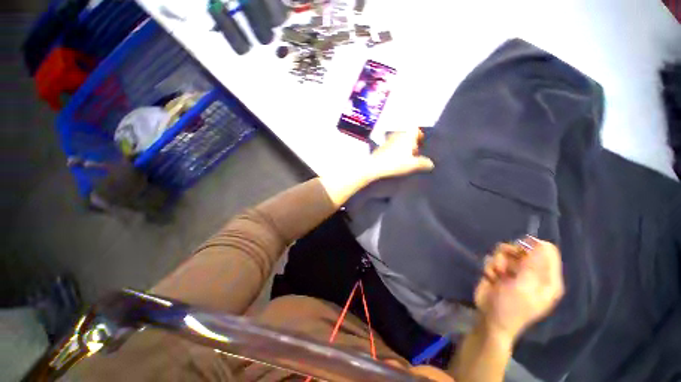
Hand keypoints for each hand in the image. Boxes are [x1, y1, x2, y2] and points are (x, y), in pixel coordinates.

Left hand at [365, 129, 434, 182]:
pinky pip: (390, 145)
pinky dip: (394, 150)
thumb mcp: (412, 165)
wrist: (375, 166)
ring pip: (398, 140)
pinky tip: (394, 160)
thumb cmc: (395, 163)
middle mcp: (397, 135)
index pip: (415, 129)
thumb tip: (431, 164)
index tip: (420, 142)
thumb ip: (423, 163)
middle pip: (407, 135)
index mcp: (407, 136)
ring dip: (402, 147)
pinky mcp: (381, 147)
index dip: (419, 135)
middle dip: (411, 143)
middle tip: (414, 153)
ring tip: (404, 157)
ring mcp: (388, 140)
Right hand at [474, 237, 564, 342]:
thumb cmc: (511, 307)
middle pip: (524, 248)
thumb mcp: (524, 287)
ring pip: (505, 252)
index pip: (548, 251)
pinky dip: (490, 266)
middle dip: (511, 254)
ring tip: (497, 274)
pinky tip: (491, 277)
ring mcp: (515, 272)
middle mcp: (533, 272)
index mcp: (547, 278)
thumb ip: (533, 265)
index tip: (519, 251)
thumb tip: (542, 242)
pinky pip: (494, 259)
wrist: (489, 320)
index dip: (532, 247)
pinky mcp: (500, 272)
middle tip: (505, 266)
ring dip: (498, 261)